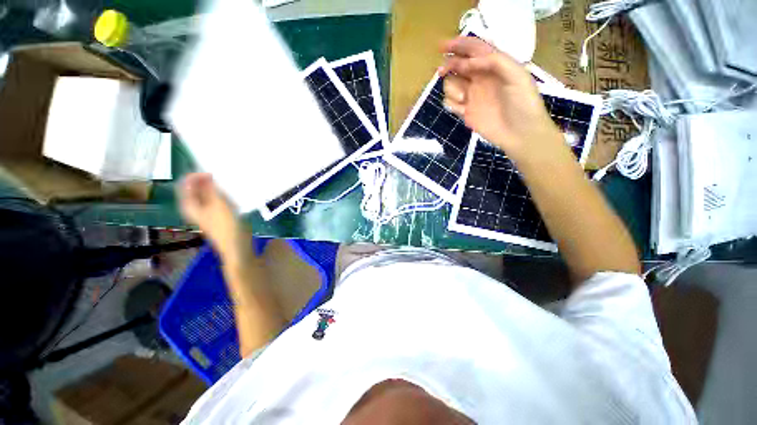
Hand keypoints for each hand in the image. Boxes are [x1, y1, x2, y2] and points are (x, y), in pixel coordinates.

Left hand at [178, 173, 247, 259]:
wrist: (237, 244)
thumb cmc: (226, 225)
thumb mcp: (218, 204)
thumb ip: (210, 188)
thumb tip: (205, 174)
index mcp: (189, 205)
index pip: (185, 184)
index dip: (195, 175)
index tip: (211, 171)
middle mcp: (195, 207)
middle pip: (195, 189)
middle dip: (206, 180)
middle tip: (220, 175)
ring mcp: (207, 212)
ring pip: (207, 194)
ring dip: (215, 187)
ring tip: (227, 182)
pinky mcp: (218, 215)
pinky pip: (217, 200)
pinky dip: (222, 194)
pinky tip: (232, 193)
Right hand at [439, 37, 562, 161]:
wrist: (519, 133)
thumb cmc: (523, 103)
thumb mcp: (517, 75)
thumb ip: (495, 61)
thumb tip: (468, 62)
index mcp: (493, 66)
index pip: (473, 50)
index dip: (458, 44)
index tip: (442, 46)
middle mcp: (480, 78)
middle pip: (458, 66)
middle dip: (449, 65)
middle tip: (442, 70)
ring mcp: (472, 96)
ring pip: (452, 85)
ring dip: (452, 88)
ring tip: (463, 99)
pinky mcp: (466, 112)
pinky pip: (450, 103)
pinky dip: (451, 103)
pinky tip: (462, 108)